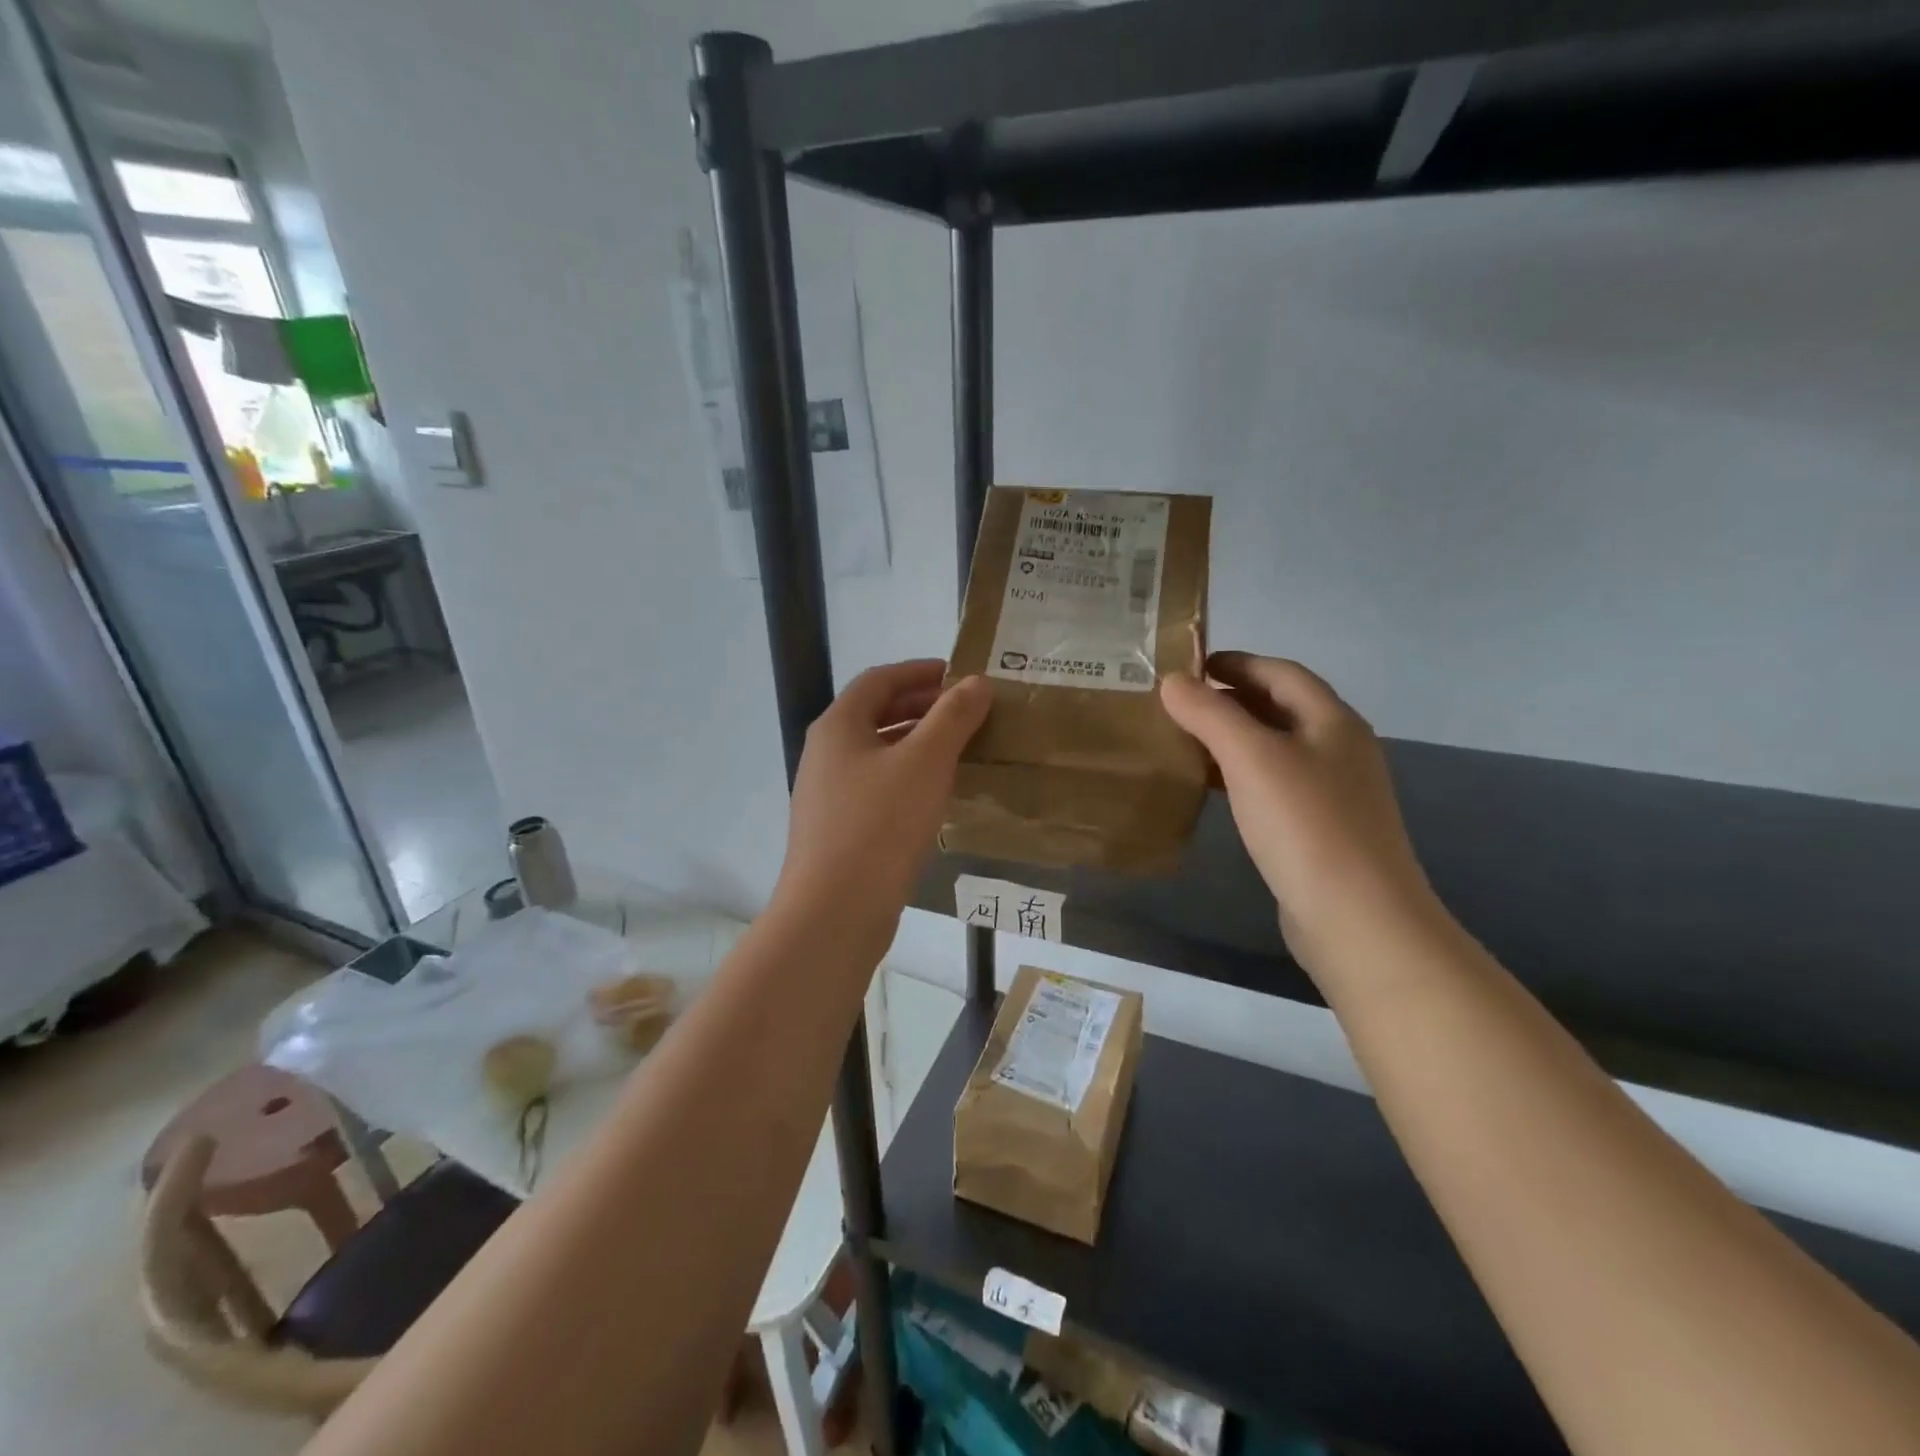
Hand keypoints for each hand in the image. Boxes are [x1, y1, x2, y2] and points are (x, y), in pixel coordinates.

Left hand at [774, 660, 990, 953]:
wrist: (835, 911)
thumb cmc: (880, 824)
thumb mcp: (925, 762)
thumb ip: (953, 717)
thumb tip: (977, 682)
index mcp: (838, 726)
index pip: (880, 679)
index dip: (920, 671)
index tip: (960, 676)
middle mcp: (826, 753)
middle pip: (877, 714)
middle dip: (923, 707)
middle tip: (968, 712)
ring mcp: (829, 794)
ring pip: (879, 753)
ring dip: (918, 744)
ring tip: (961, 749)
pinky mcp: (839, 828)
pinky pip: (878, 787)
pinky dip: (909, 778)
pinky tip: (937, 795)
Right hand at [1161, 653, 1437, 975]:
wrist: (1357, 917)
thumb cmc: (1305, 824)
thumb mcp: (1251, 758)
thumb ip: (1210, 714)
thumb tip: (1172, 682)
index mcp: (1332, 721)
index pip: (1281, 672)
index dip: (1236, 663)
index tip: (1190, 666)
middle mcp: (1338, 749)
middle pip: (1280, 708)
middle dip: (1231, 699)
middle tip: (1179, 703)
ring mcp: (1333, 792)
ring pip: (1276, 748)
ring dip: (1233, 738)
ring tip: (1186, 740)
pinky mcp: (1320, 829)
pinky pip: (1274, 785)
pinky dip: (1241, 775)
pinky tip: (1213, 788)